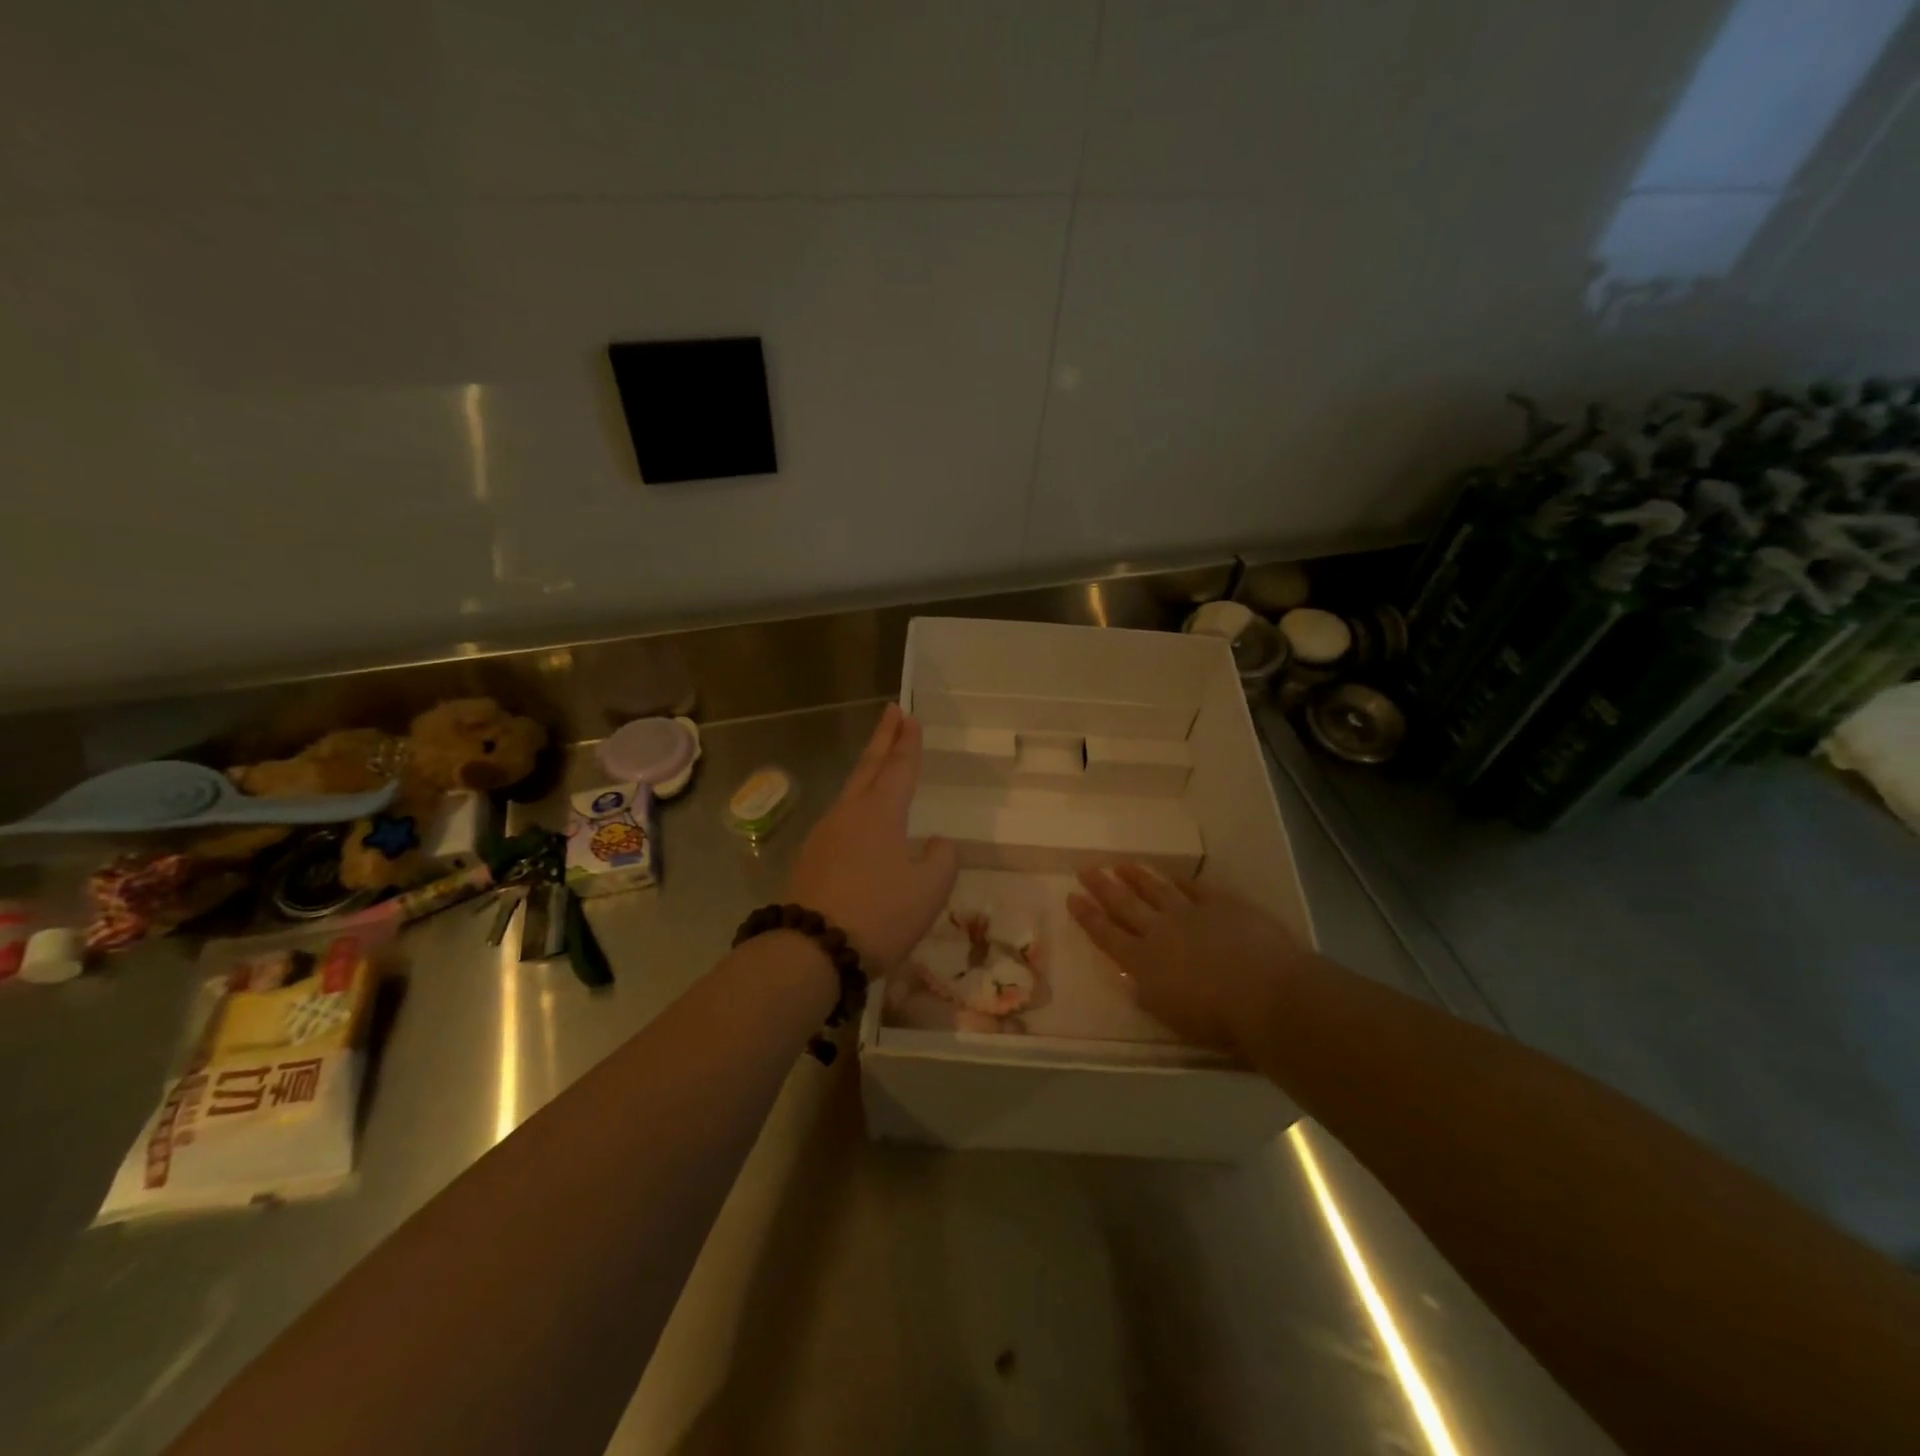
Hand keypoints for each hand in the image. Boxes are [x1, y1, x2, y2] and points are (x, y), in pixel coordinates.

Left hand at [786, 704, 956, 976]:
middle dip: (882, 739)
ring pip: (850, 792)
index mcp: (880, 813)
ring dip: (867, 771)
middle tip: (891, 712)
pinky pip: (840, 820)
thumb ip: (942, 859)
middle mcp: (849, 814)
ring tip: (878, 762)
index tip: (908, 716)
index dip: (907, 742)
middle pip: (868, 767)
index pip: (899, 767)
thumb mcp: (930, 889)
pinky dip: (856, 805)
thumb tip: (936, 843)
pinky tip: (860, 821)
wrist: (811, 950)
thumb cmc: (880, 914)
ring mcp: (823, 835)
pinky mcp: (810, 859)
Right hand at [1068, 865, 1303, 1058]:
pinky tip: (1172, 876)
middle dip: (1103, 887)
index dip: (1087, 916)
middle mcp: (1160, 931)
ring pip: (1156, 890)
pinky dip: (1181, 881)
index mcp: (1142, 962)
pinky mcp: (1222, 905)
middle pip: (1124, 904)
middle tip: (1086, 868)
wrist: (1265, 994)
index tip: (1072, 897)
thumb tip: (1131, 979)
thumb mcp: (1170, 1017)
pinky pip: (1195, 888)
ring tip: (1121, 864)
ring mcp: (1190, 914)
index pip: (1106, 935)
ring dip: (1137, 877)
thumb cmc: (1216, 1021)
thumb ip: (1147, 994)